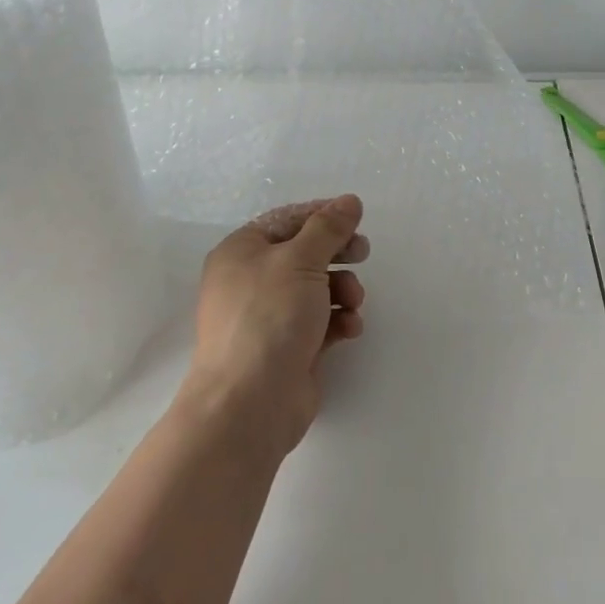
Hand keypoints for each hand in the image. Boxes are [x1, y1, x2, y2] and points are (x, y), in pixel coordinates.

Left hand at [182, 195, 369, 458]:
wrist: (249, 402)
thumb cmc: (269, 317)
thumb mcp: (301, 260)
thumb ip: (328, 228)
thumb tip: (349, 201)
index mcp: (241, 251)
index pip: (286, 219)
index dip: (322, 214)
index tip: (356, 217)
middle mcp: (250, 280)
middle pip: (303, 253)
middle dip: (336, 252)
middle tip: (363, 252)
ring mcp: (268, 316)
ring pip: (315, 288)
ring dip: (342, 289)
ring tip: (353, 302)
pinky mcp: (287, 347)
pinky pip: (319, 322)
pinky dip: (338, 320)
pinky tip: (350, 328)